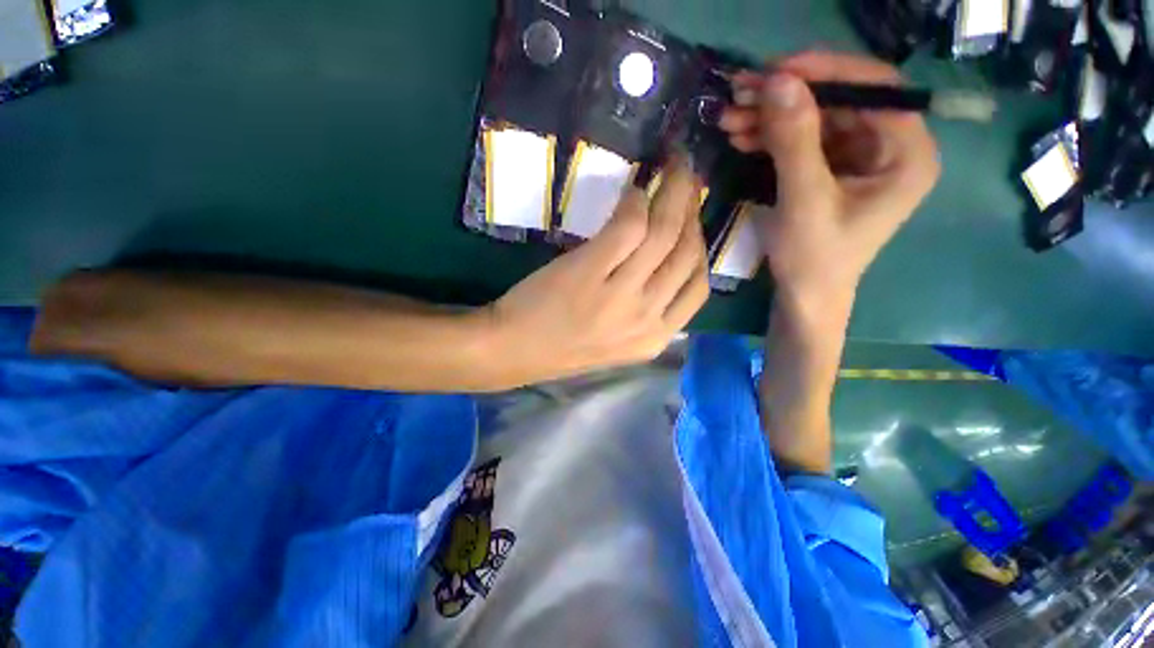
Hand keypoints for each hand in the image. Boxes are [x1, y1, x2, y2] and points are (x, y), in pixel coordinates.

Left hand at [478, 158, 709, 386]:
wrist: (516, 350)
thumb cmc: (565, 346)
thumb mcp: (619, 341)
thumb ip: (647, 311)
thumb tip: (665, 262)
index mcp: (655, 337)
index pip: (698, 286)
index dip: (701, 246)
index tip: (694, 221)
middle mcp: (646, 318)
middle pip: (688, 255)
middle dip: (693, 210)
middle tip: (689, 181)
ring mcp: (619, 296)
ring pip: (664, 234)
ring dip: (673, 193)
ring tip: (673, 169)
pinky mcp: (589, 273)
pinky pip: (628, 228)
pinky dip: (636, 203)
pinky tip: (635, 192)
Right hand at [719, 52, 939, 314]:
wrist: (805, 295)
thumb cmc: (814, 259)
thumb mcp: (804, 201)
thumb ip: (794, 141)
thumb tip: (777, 82)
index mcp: (907, 154)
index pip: (874, 89)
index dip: (825, 72)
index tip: (774, 71)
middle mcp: (891, 146)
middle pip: (840, 101)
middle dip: (787, 97)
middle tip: (740, 94)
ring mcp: (861, 156)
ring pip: (817, 118)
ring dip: (771, 117)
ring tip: (730, 118)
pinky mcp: (835, 168)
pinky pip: (804, 139)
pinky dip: (772, 136)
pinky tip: (742, 136)